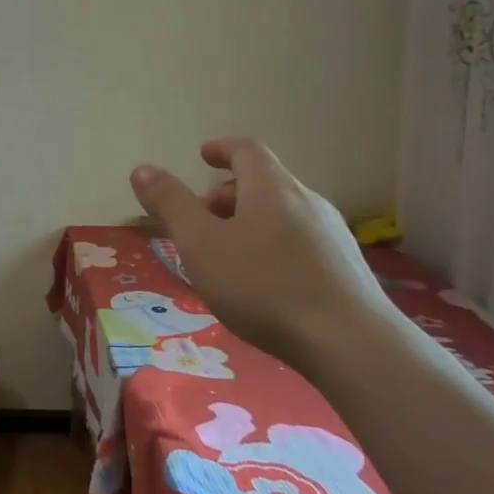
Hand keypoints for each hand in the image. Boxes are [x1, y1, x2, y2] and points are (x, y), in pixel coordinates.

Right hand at [129, 138, 391, 367]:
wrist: (351, 344)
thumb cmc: (264, 286)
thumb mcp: (201, 243)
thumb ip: (170, 204)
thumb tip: (143, 169)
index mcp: (271, 187)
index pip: (247, 150)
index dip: (222, 149)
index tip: (203, 156)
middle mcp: (307, 201)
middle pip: (264, 184)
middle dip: (226, 196)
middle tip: (199, 222)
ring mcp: (333, 236)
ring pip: (282, 216)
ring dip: (249, 224)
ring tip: (225, 258)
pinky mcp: (346, 270)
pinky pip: (300, 244)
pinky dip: (272, 248)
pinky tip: (262, 286)